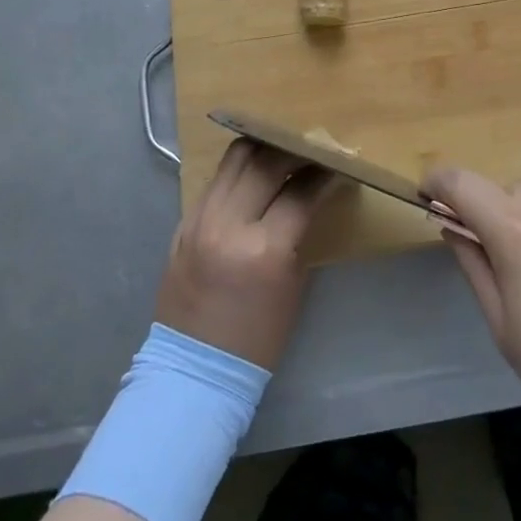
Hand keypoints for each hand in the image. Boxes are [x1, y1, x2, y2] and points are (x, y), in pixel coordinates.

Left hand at [155, 140, 334, 369]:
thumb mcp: (292, 283)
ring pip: (235, 159)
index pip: (300, 191)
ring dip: (263, 150)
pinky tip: (253, 176)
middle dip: (294, 151)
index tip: (337, 164)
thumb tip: (312, 192)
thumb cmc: (258, 337)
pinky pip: (215, 180)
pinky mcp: (183, 222)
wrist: (195, 371)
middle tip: (312, 151)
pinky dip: (238, 171)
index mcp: (263, 249)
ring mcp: (200, 220)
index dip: (324, 174)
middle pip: (266, 162)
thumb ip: (299, 230)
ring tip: (281, 152)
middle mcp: (228, 224)